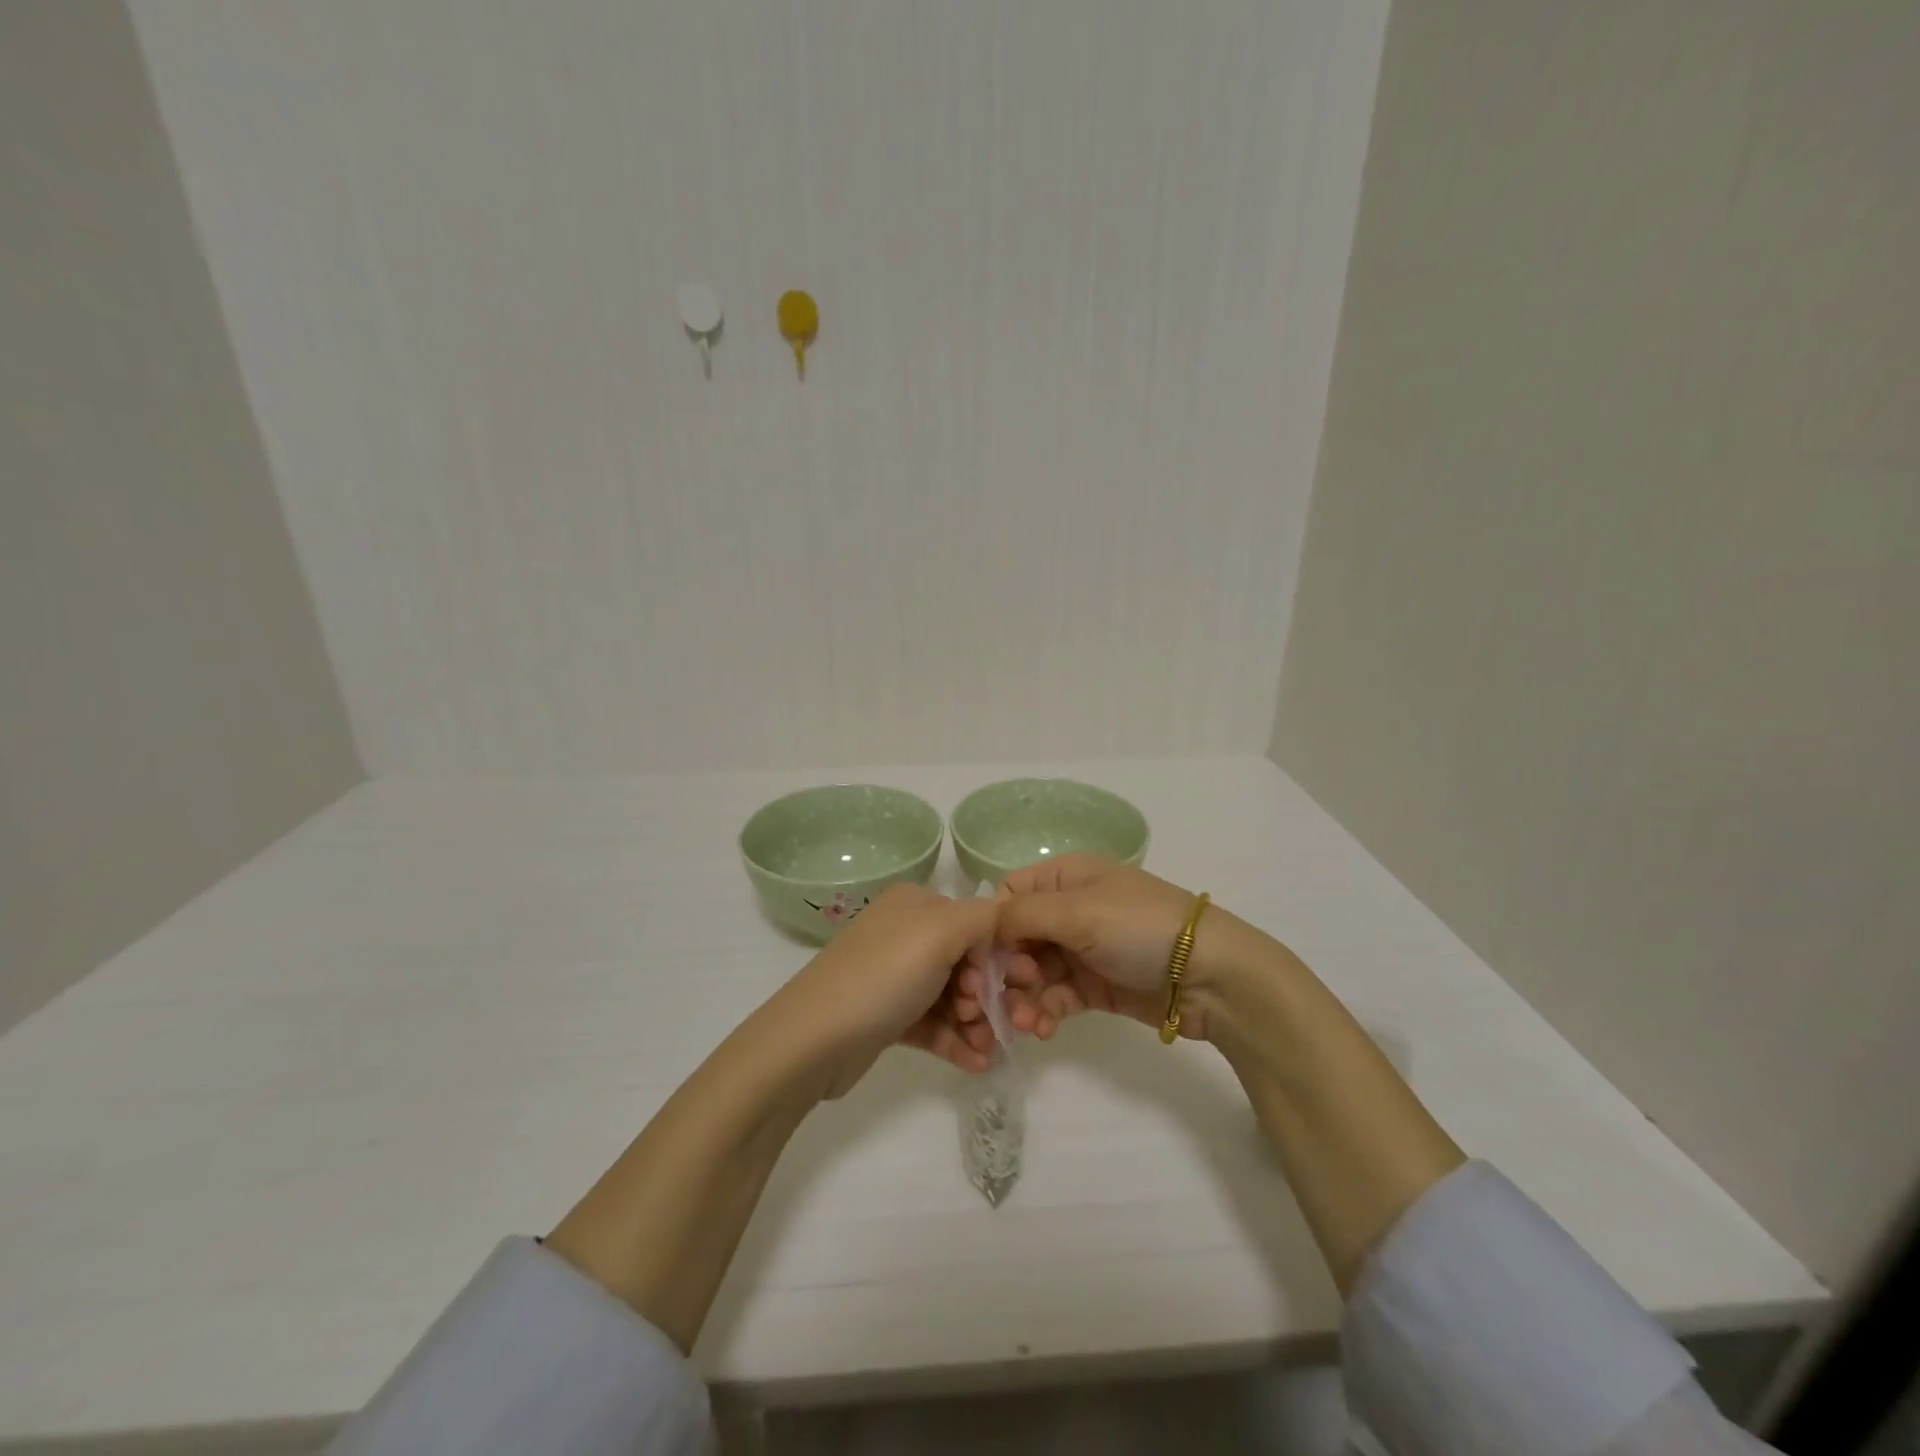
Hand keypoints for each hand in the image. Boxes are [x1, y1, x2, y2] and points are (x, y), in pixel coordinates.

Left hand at [775, 882, 996, 1095]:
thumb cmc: (882, 976)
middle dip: (990, 993)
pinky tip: (977, 1064)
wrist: (811, 1041)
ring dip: (977, 1023)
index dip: (1001, 953)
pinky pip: (934, 1024)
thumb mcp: (940, 932)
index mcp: (916, 904)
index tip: (1021, 984)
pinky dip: (957, 1041)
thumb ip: (984, 918)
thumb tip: (1005, 924)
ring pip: (953, 996)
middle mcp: (906, 933)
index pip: (977, 920)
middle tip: (1001, 1020)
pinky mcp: (888, 1017)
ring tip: (986, 1050)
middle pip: (968, 960)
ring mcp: (895, 977)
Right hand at [966, 855, 1270, 1043]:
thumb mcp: (1079, 910)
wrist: (1209, 975)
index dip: (993, 925)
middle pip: (1017, 938)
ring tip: (1023, 1022)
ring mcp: (1083, 950)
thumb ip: (1023, 914)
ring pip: (1033, 972)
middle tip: (1009, 993)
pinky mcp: (1094, 987)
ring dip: (1022, 997)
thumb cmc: (1139, 928)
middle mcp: (1070, 910)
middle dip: (1006, 968)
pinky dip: (1044, 1012)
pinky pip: (1056, 997)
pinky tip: (1040, 1029)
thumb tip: (985, 925)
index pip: (1011, 894)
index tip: (986, 958)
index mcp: (1067, 877)